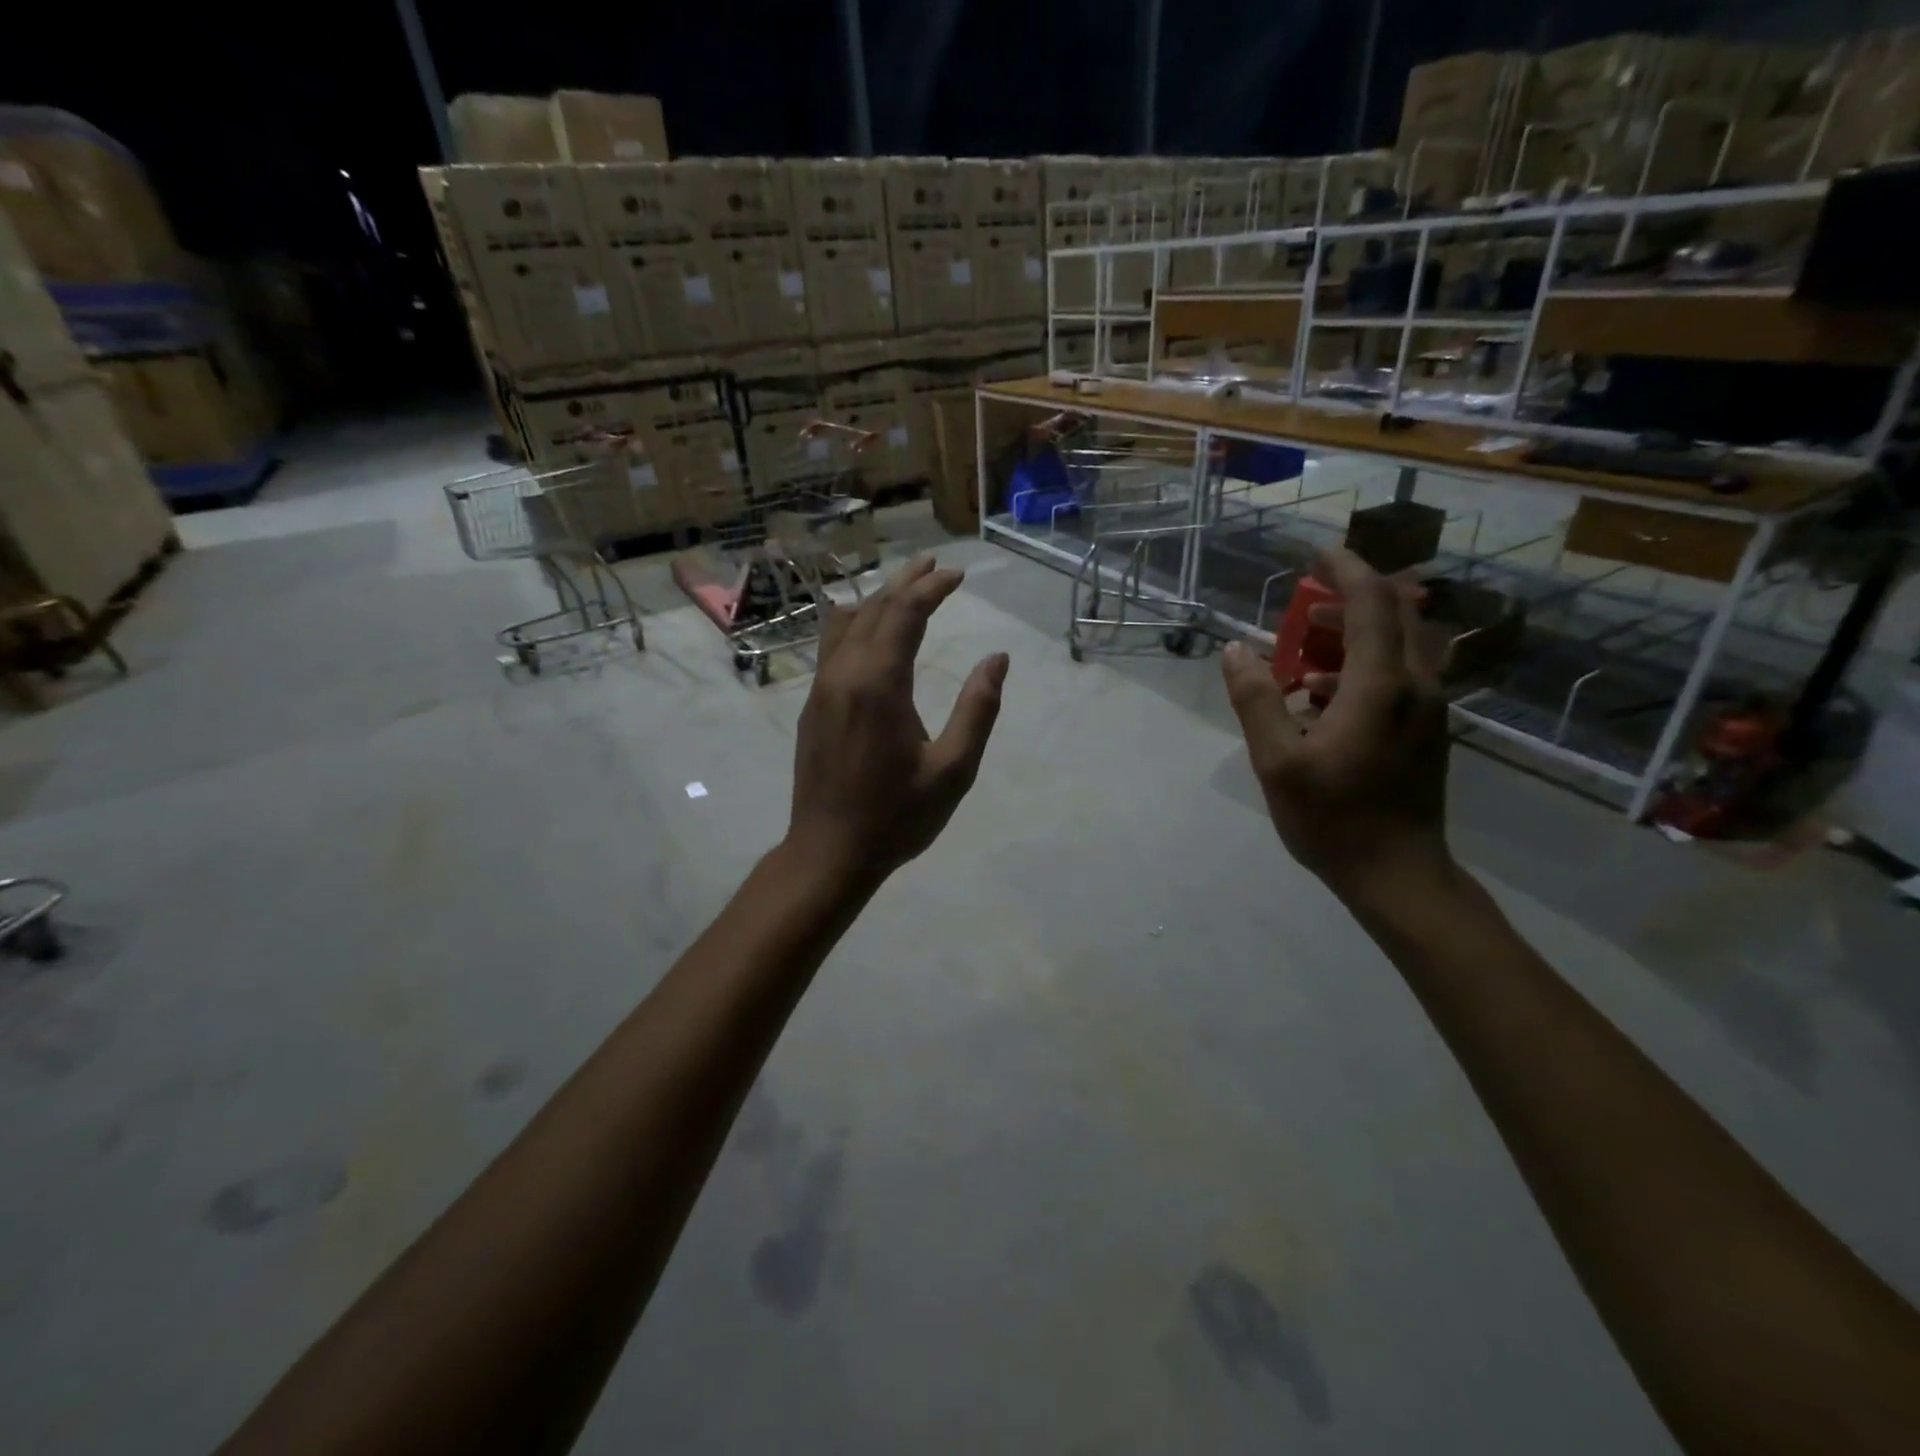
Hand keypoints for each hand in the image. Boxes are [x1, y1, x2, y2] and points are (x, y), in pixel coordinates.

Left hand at [788, 556, 1009, 885]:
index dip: (932, 588)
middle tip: (933, 566)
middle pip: (873, 609)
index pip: (904, 615)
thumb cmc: (897, 816)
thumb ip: (978, 710)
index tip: (958, 575)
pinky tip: (865, 628)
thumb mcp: (953, 770)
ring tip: (903, 587)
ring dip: (876, 600)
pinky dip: (854, 623)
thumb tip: (997, 659)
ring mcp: (821, 689)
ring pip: (845, 624)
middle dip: (906, 583)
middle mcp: (843, 675)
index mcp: (878, 685)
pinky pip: (831, 646)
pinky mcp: (812, 706)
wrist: (829, 852)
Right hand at [1221, 548, 1452, 899]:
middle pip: (1397, 614)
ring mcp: (1429, 709)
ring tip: (1307, 651)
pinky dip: (1363, 665)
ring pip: (1401, 644)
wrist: (1398, 874)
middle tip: (1307, 602)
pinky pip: (1401, 673)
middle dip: (1353, 596)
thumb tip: (1235, 650)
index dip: (1346, 570)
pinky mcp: (1428, 729)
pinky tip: (1321, 698)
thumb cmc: (1333, 818)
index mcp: (1381, 686)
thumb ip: (1256, 700)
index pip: (1372, 603)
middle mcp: (1416, 685)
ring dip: (1357, 632)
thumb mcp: (1277, 761)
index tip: (1316, 554)